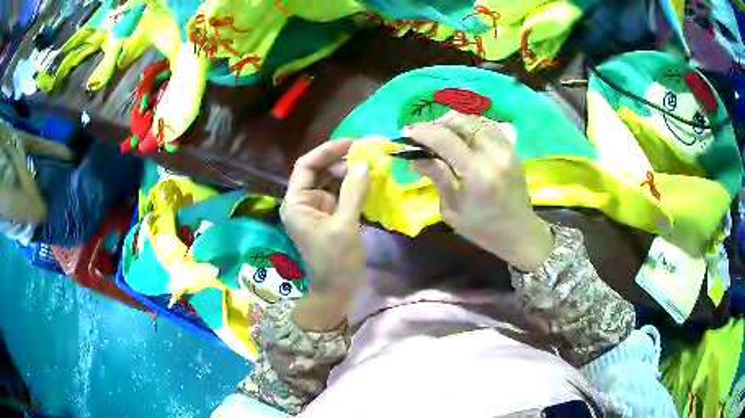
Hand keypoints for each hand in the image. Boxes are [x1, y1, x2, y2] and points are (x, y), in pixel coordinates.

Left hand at [280, 140, 370, 329]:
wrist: (336, 292)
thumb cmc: (335, 262)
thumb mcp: (345, 226)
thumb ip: (353, 193)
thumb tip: (364, 163)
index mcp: (296, 203)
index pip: (306, 166)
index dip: (327, 150)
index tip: (352, 143)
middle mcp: (303, 202)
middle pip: (320, 171)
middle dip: (342, 161)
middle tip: (369, 154)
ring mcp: (318, 209)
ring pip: (332, 181)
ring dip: (351, 173)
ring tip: (373, 165)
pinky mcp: (331, 216)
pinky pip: (342, 195)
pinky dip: (355, 187)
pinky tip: (371, 182)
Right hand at [408, 112, 553, 271]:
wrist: (519, 232)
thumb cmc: (482, 228)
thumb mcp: (452, 210)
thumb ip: (437, 177)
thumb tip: (414, 159)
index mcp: (478, 173)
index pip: (446, 139)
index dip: (423, 132)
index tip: (406, 132)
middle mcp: (494, 154)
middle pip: (461, 122)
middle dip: (437, 123)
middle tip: (422, 134)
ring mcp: (506, 148)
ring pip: (475, 120)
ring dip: (453, 122)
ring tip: (439, 133)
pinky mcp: (511, 148)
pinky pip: (487, 125)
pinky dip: (470, 125)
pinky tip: (460, 135)